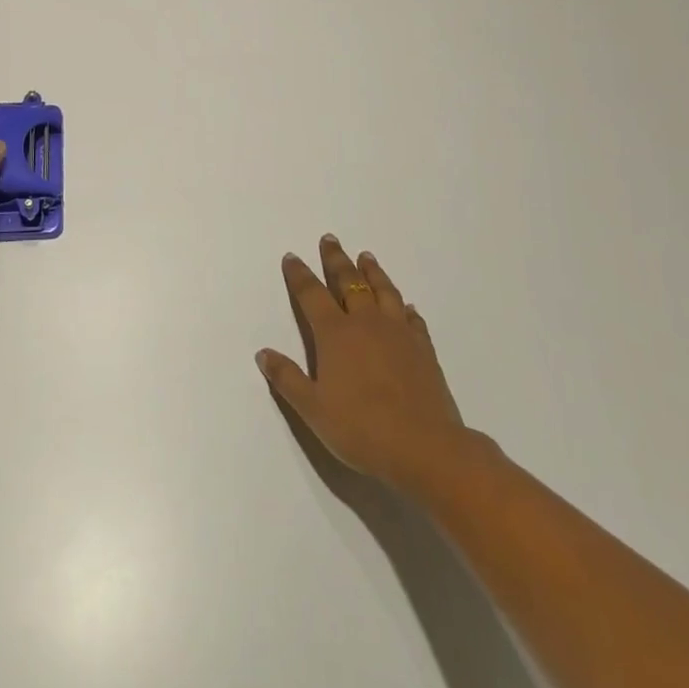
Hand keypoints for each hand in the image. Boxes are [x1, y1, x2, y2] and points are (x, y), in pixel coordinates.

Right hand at [257, 235, 488, 493]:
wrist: (425, 448)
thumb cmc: (361, 429)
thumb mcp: (313, 409)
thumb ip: (287, 379)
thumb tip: (263, 353)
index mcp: (335, 334)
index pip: (311, 294)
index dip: (299, 275)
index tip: (292, 257)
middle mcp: (366, 323)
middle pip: (348, 282)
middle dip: (336, 259)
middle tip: (330, 239)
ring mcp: (398, 333)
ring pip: (383, 291)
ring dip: (372, 272)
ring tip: (366, 256)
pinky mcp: (423, 348)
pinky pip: (412, 318)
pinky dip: (405, 306)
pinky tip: (405, 305)